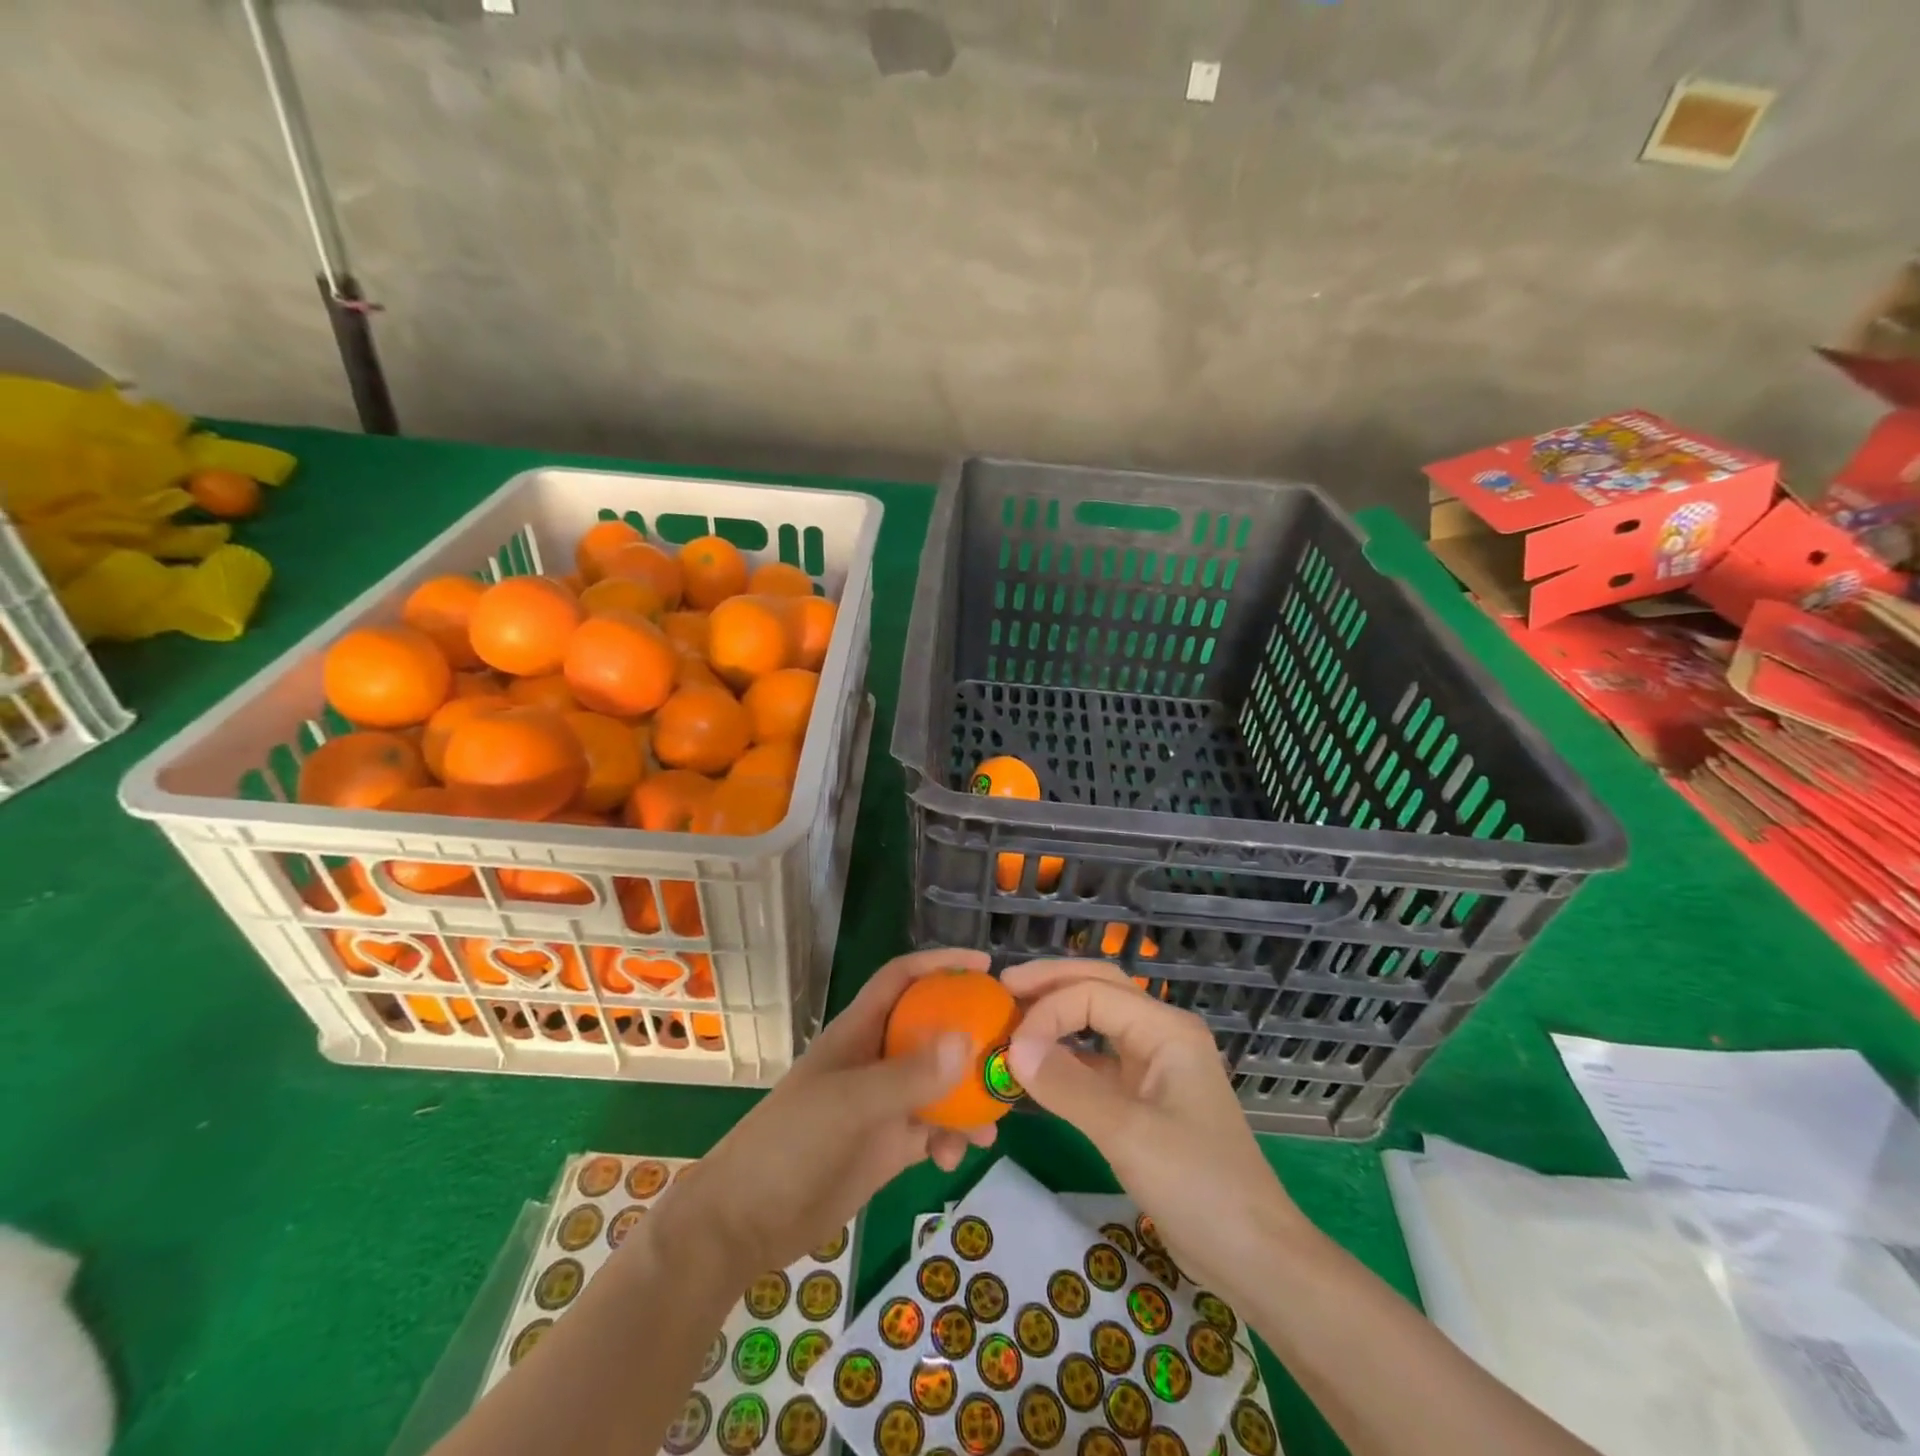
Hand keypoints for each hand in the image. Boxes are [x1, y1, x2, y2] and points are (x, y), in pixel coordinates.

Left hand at [661, 948, 999, 1277]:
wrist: (745, 1223)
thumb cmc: (790, 1144)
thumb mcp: (849, 1104)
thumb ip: (907, 1076)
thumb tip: (966, 1041)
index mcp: (859, 1032)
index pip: (902, 978)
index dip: (940, 964)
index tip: (985, 965)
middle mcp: (875, 1060)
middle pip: (931, 1030)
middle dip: (970, 1035)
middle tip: (1011, 1048)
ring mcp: (882, 1104)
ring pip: (939, 1085)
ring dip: (968, 1097)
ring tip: (994, 1120)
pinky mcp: (887, 1146)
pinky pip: (932, 1130)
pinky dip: (951, 1138)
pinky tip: (958, 1157)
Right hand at [1003, 958, 1307, 1293]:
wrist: (1253, 1256)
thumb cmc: (1198, 1185)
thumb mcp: (1128, 1133)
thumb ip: (1068, 1086)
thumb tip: (1012, 1049)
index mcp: (1166, 1028)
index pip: (1093, 993)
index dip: (1047, 1010)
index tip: (1009, 1045)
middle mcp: (1160, 1034)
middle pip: (1098, 988)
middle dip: (1050, 984)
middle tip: (1002, 989)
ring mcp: (1153, 1066)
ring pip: (1096, 1022)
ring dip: (1056, 1018)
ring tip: (1011, 1018)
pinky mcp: (1143, 1098)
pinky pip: (1096, 1062)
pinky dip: (1064, 1059)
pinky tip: (1034, 1069)